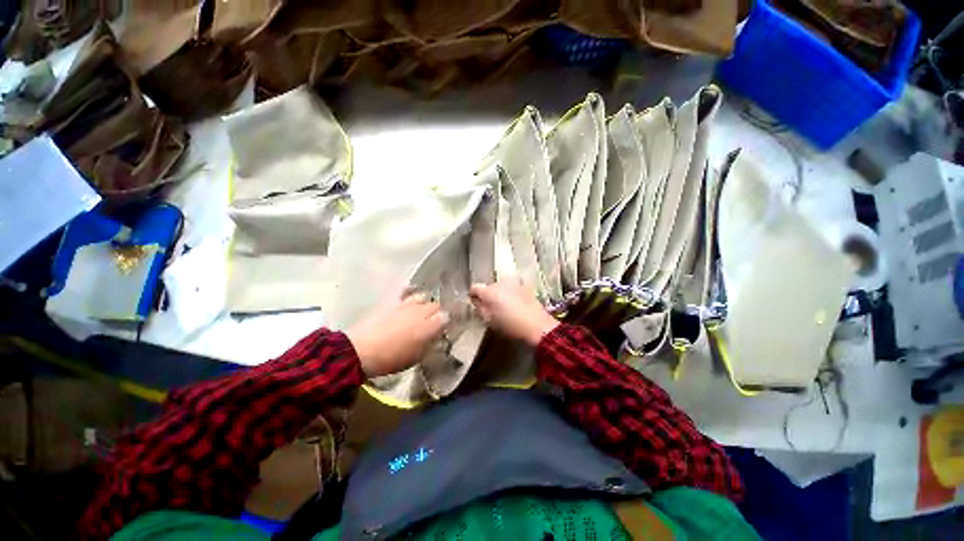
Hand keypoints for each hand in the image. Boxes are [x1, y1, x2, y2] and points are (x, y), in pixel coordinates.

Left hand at [346, 292, 448, 377]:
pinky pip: (406, 293)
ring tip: (423, 310)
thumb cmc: (391, 359)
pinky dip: (410, 293)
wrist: (361, 351)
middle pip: (436, 305)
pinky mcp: (393, 302)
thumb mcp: (417, 357)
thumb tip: (437, 336)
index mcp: (429, 327)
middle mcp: (421, 312)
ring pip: (424, 297)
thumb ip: (430, 343)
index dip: (448, 321)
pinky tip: (410, 297)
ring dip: (426, 303)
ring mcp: (406, 305)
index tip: (446, 326)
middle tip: (435, 321)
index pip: (446, 317)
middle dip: (438, 312)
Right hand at [469, 281, 558, 346]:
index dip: (473, 296)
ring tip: (505, 307)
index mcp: (488, 291)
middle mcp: (500, 283)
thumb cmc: (510, 325)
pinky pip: (512, 289)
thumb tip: (476, 301)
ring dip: (500, 294)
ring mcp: (513, 283)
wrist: (537, 325)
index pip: (474, 288)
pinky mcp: (524, 287)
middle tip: (491, 308)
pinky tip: (515, 305)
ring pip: (501, 287)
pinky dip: (511, 294)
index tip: (475, 303)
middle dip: (488, 296)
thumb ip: (479, 308)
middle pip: (488, 287)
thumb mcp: (489, 321)